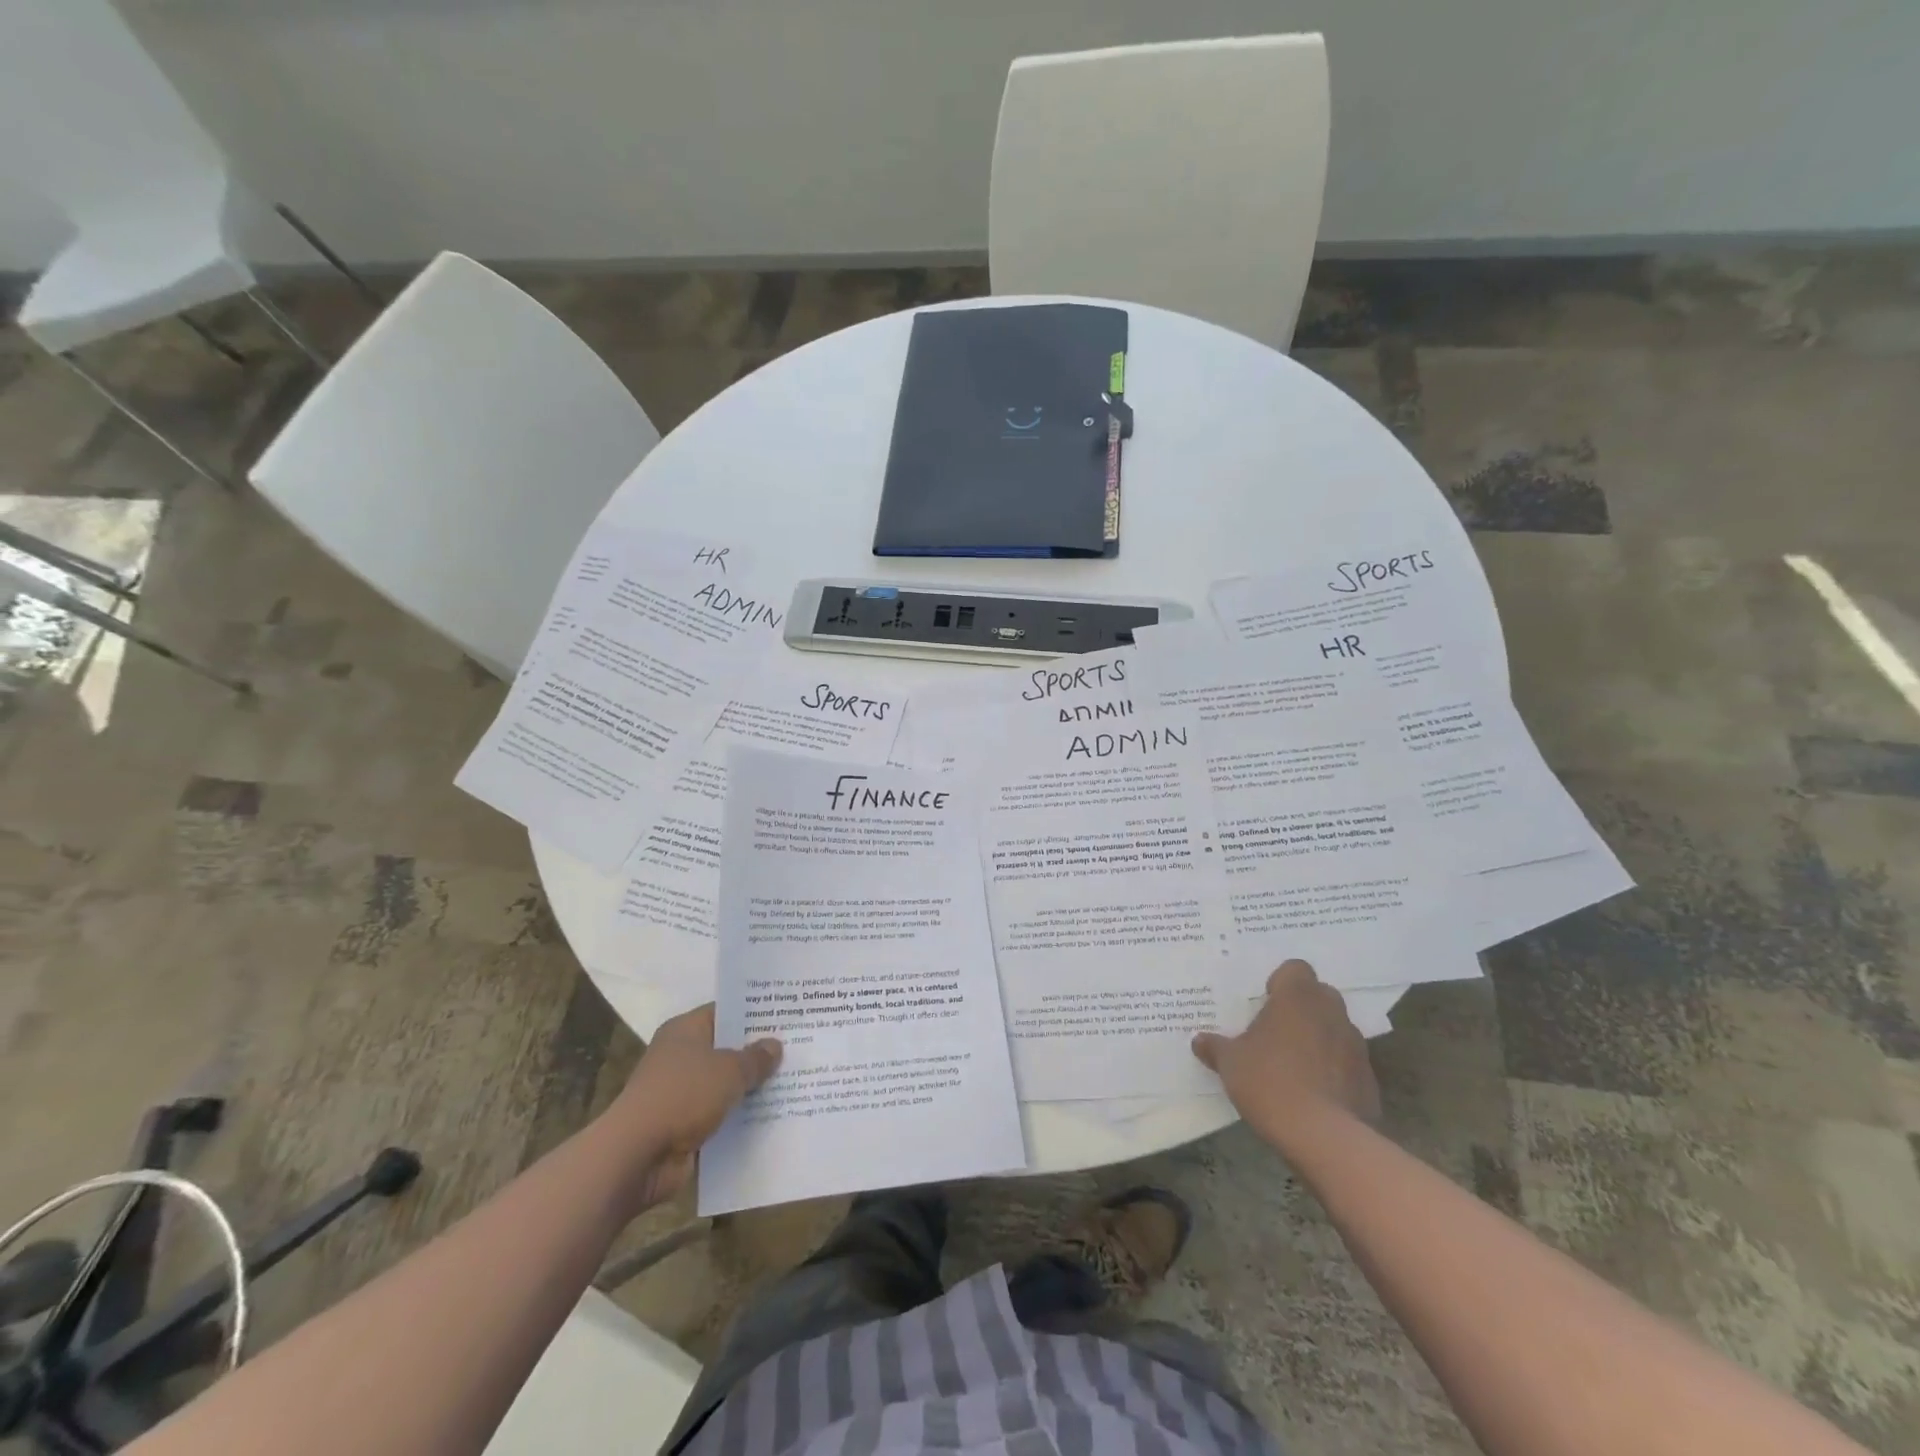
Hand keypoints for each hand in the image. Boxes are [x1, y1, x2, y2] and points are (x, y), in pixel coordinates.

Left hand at [603, 1004, 780, 1207]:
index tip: (787, 1016)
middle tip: (798, 1048)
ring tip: (795, 1082)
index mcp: (685, 1030)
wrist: (636, 1156)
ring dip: (751, 1089)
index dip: (754, 1013)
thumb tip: (775, 1046)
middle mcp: (681, 1057)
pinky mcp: (683, 1126)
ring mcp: (681, 1093)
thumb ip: (755, 1058)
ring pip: (725, 1085)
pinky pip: (720, 1116)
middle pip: (727, 1049)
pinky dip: (740, 1118)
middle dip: (758, 1052)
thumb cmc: (682, 1096)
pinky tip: (773, 1116)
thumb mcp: (729, 1070)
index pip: (725, 1012)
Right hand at [1192, 959, 1379, 1150]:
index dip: (1280, 982)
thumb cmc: (1270, 1082)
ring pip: (1335, 1029)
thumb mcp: (1230, 1063)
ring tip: (1294, 1066)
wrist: (1324, 1137)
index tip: (1265, 1004)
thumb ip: (1216, 1047)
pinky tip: (1314, 1094)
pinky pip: (1347, 1063)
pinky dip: (1334, 1070)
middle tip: (1276, 1031)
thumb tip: (1199, 1041)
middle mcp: (1331, 1012)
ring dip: (1318, 1039)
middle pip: (1319, 995)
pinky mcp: (1369, 1079)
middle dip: (1301, 1008)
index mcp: (1297, 998)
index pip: (1295, 969)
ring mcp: (1356, 1046)